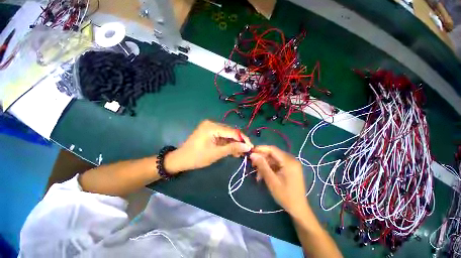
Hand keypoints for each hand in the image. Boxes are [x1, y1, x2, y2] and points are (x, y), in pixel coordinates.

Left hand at [165, 120, 252, 172]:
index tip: (251, 147)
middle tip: (246, 151)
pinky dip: (227, 143)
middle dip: (238, 142)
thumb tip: (247, 147)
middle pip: (230, 132)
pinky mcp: (210, 132)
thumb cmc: (196, 157)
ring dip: (233, 143)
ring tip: (240, 153)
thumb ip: (232, 148)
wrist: (180, 159)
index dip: (243, 139)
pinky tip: (232, 150)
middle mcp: (212, 123)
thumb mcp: (216, 153)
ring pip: (227, 135)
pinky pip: (222, 136)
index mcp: (212, 127)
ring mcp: (210, 127)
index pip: (232, 131)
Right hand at [250, 145, 308, 216]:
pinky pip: (277, 164)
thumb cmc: (285, 196)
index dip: (260, 149)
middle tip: (252, 165)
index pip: (272, 149)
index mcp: (289, 161)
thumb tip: (252, 154)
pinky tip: (263, 175)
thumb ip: (262, 166)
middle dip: (262, 158)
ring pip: (273, 159)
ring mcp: (291, 164)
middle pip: (273, 154)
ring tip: (257, 174)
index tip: (250, 153)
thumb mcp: (271, 180)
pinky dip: (269, 168)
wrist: (298, 209)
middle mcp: (291, 159)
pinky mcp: (289, 168)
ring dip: (264, 165)